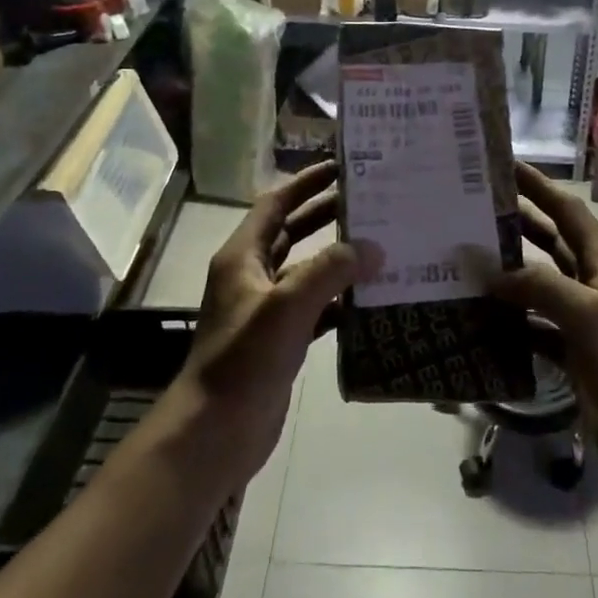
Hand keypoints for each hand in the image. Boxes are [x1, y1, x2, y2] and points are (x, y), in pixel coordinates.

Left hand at [179, 163, 375, 483]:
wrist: (216, 430)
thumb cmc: (244, 359)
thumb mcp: (287, 306)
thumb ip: (330, 271)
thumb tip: (373, 247)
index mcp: (242, 257)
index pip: (275, 204)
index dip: (305, 183)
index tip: (341, 167)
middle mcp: (252, 276)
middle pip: (292, 233)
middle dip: (327, 215)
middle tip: (370, 202)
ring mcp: (266, 310)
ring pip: (306, 271)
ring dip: (338, 259)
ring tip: (380, 245)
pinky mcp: (281, 340)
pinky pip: (315, 309)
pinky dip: (340, 301)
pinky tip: (370, 300)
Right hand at [471, 166, 597, 510]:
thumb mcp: (591, 316)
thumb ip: (539, 286)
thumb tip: (486, 268)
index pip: (567, 211)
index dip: (538, 186)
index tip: (502, 165)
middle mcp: (593, 284)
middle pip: (549, 242)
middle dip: (514, 223)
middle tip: (468, 209)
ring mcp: (581, 321)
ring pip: (536, 285)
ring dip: (504, 273)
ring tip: (461, 259)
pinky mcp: (571, 354)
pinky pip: (532, 326)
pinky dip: (507, 320)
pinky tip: (476, 318)